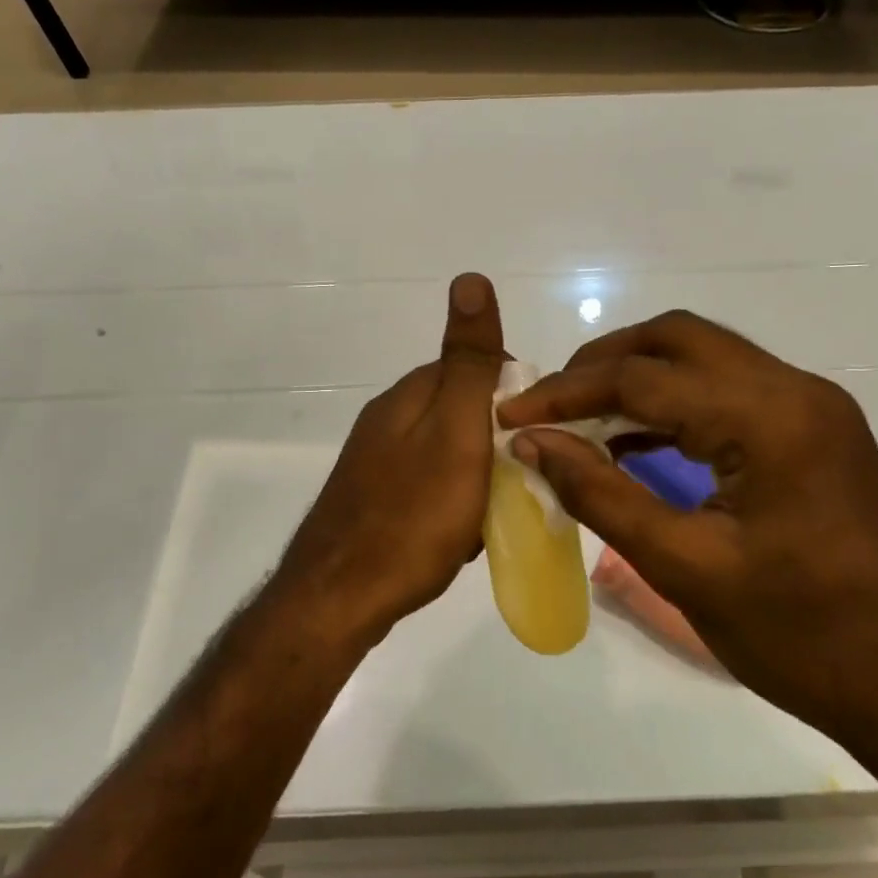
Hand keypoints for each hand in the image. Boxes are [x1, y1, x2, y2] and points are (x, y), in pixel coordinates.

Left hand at [273, 274, 505, 644]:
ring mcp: (376, 461)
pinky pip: (429, 486)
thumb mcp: (456, 432)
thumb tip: (470, 278)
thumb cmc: (412, 516)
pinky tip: (462, 536)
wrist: (340, 598)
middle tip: (519, 483)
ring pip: (448, 452)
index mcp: (409, 396)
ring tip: (494, 516)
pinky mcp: (373, 499)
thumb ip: (469, 363)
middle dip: (498, 442)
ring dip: (479, 477)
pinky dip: (454, 504)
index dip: (515, 398)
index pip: (476, 368)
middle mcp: (388, 419)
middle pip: (462, 411)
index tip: (537, 437)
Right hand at [497, 311, 877, 753]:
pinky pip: (728, 392)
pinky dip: (673, 404)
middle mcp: (795, 390)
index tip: (510, 414)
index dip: (566, 393)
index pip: (643, 378)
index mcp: (768, 419)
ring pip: (703, 357)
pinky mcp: (813, 431)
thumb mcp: (686, 568)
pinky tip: (632, 440)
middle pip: (676, 339)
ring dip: (636, 378)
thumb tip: (533, 442)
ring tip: (578, 418)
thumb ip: (601, 495)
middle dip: (602, 364)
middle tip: (548, 403)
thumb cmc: (801, 637)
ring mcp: (811, 407)